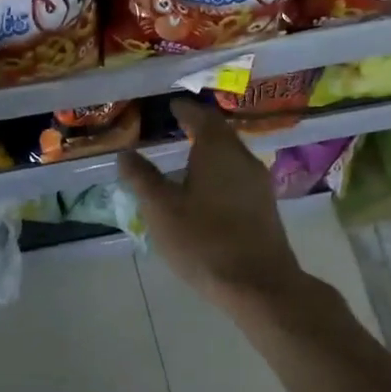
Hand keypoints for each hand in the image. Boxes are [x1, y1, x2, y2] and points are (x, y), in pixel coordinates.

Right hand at [117, 98, 305, 308]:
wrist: (258, 285)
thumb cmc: (204, 240)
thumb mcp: (161, 209)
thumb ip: (142, 178)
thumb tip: (125, 154)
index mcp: (217, 150)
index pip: (201, 116)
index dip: (184, 109)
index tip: (171, 106)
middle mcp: (242, 158)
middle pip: (220, 133)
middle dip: (199, 127)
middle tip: (178, 126)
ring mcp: (258, 183)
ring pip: (231, 156)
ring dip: (210, 151)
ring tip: (187, 157)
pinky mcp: (265, 207)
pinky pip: (238, 176)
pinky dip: (220, 173)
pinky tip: (206, 189)